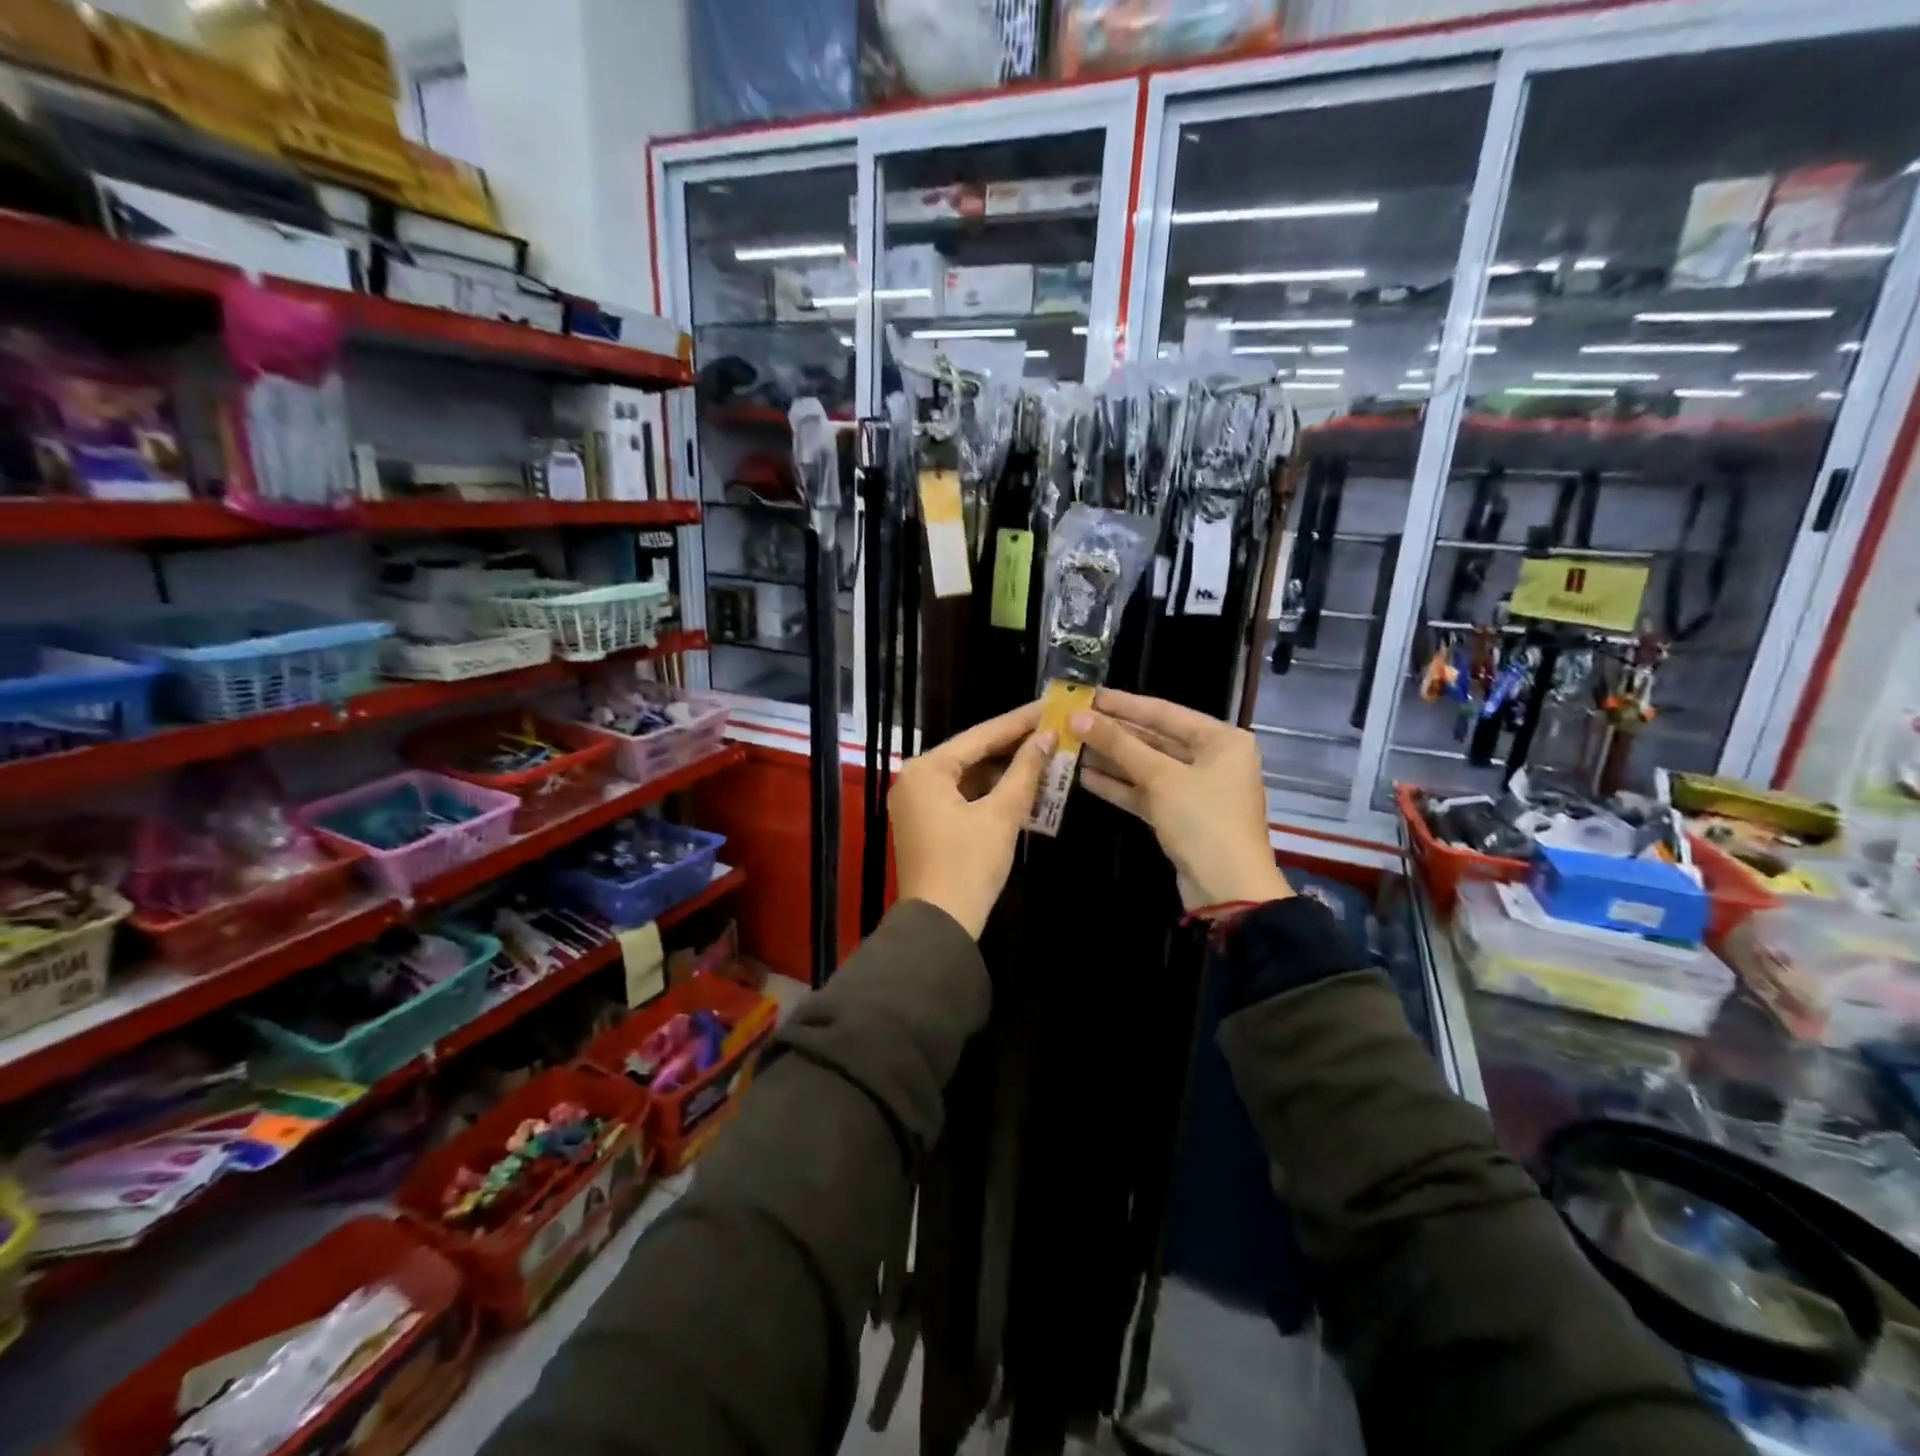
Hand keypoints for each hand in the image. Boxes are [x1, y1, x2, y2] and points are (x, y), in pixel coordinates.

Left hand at [891, 701, 1055, 938]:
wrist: (940, 924)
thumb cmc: (969, 864)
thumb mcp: (1002, 814)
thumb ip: (1024, 771)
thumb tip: (1046, 737)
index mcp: (927, 769)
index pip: (981, 735)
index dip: (1019, 722)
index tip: (1049, 706)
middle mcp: (916, 778)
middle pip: (973, 753)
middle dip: (1014, 745)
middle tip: (1052, 728)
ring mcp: (919, 801)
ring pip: (970, 776)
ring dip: (1006, 770)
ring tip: (1046, 753)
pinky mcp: (928, 822)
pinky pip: (963, 796)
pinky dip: (992, 792)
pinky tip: (1024, 786)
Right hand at [1073, 689, 1289, 910]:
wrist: (1227, 889)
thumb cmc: (1203, 821)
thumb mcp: (1160, 778)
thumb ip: (1119, 745)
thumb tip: (1078, 716)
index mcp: (1221, 739)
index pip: (1163, 711)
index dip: (1122, 704)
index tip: (1087, 695)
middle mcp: (1211, 758)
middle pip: (1154, 738)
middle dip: (1113, 732)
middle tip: (1072, 720)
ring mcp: (1195, 789)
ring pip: (1147, 766)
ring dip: (1111, 759)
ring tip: (1071, 745)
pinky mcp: (1180, 815)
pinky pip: (1146, 792)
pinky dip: (1119, 786)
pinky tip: (1084, 777)